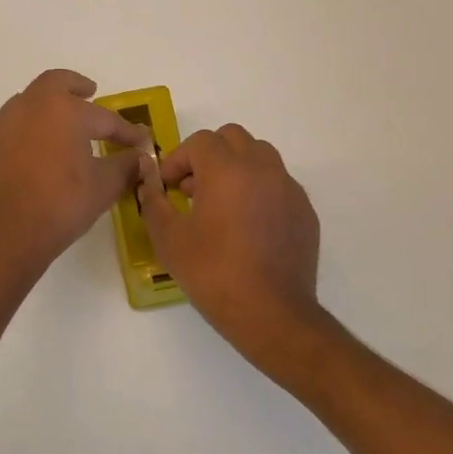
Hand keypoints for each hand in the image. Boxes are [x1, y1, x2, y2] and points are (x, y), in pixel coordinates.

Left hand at [0, 69, 152, 279]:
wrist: (6, 236)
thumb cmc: (62, 204)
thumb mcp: (104, 186)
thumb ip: (125, 166)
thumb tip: (140, 158)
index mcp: (63, 110)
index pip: (103, 116)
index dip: (125, 130)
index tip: (140, 139)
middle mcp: (28, 108)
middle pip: (53, 83)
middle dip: (75, 86)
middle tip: (89, 93)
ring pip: (24, 105)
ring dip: (44, 110)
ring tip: (58, 126)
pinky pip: (6, 137)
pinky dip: (22, 140)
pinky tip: (29, 161)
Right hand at [136, 124, 327, 375]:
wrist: (272, 314)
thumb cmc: (214, 273)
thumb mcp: (169, 239)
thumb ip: (154, 201)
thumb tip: (147, 181)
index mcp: (227, 169)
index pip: (199, 142)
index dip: (178, 160)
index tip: (167, 186)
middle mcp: (262, 168)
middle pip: (233, 138)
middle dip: (208, 155)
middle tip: (192, 188)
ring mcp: (288, 188)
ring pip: (260, 156)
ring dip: (236, 167)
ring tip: (220, 203)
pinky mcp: (304, 210)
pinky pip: (278, 183)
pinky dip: (259, 190)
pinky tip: (248, 225)